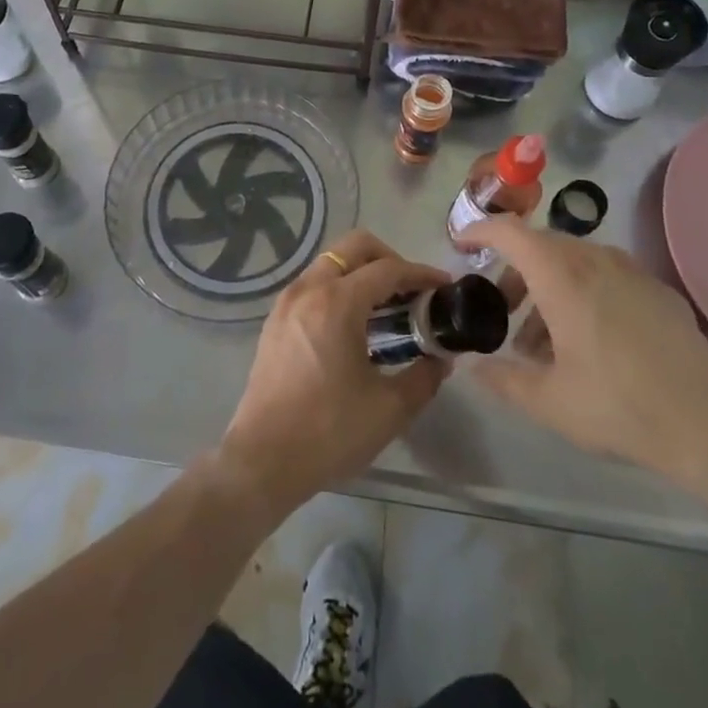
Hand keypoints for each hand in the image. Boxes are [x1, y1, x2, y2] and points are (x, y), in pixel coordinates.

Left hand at [216, 229, 449, 518]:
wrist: (263, 460)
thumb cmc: (329, 432)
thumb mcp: (389, 409)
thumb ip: (424, 376)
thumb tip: (442, 359)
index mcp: (337, 303)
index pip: (388, 270)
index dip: (421, 274)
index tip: (444, 287)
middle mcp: (309, 289)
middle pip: (355, 247)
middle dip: (389, 259)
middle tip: (412, 291)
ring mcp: (287, 302)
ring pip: (331, 262)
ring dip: (362, 272)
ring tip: (387, 307)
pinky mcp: (275, 320)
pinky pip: (314, 283)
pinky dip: (339, 287)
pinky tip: (355, 324)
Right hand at [457, 217, 707, 490]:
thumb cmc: (620, 407)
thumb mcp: (549, 402)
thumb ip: (503, 379)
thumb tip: (473, 366)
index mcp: (562, 275)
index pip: (510, 231)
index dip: (480, 231)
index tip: (461, 246)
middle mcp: (595, 260)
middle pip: (541, 246)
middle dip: (513, 271)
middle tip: (500, 309)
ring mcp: (633, 272)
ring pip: (575, 261)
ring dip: (548, 286)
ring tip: (542, 339)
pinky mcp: (660, 292)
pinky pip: (607, 276)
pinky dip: (583, 293)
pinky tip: (590, 340)